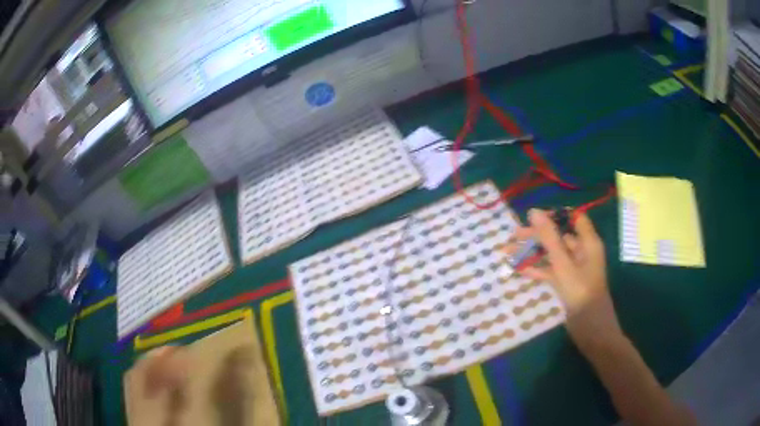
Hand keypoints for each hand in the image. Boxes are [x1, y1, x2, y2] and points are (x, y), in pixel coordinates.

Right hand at [516, 209, 623, 352]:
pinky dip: (537, 269)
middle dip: (536, 236)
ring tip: (508, 253)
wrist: (589, 328)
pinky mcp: (567, 282)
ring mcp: (573, 268)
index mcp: (588, 242)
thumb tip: (533, 212)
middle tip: (513, 237)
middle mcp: (582, 251)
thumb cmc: (580, 292)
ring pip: (551, 254)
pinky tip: (519, 270)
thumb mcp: (563, 264)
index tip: (532, 218)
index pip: (573, 218)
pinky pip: (550, 270)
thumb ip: (549, 238)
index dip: (554, 215)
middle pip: (558, 236)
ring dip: (532, 253)